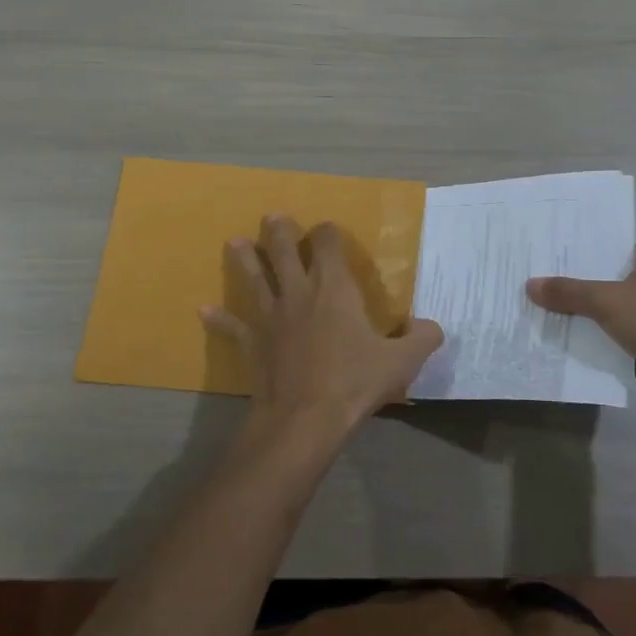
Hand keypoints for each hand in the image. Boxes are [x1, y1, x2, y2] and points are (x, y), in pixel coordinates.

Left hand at [203, 215, 444, 443]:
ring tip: (235, 242)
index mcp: (334, 289)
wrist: (305, 418)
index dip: (328, 232)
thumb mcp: (402, 361)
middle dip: (280, 231)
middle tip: (273, 217)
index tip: (328, 230)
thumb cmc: (354, 382)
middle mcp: (299, 292)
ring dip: (246, 259)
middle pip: (285, 251)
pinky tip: (203, 311)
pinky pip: (233, 326)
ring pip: (255, 279)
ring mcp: (271, 316)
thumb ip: (422, 338)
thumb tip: (432, 326)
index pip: (328, 244)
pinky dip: (218, 318)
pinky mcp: (252, 342)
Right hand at [527, 244, 635, 412]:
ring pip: (607, 308)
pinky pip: (611, 333)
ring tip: (537, 306)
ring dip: (580, 312)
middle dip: (574, 283)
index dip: (578, 250)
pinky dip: (591, 336)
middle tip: (533, 278)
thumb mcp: (607, 300)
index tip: (545, 252)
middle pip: (605, 278)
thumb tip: (529, 285)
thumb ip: (568, 292)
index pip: (609, 246)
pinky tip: (559, 335)